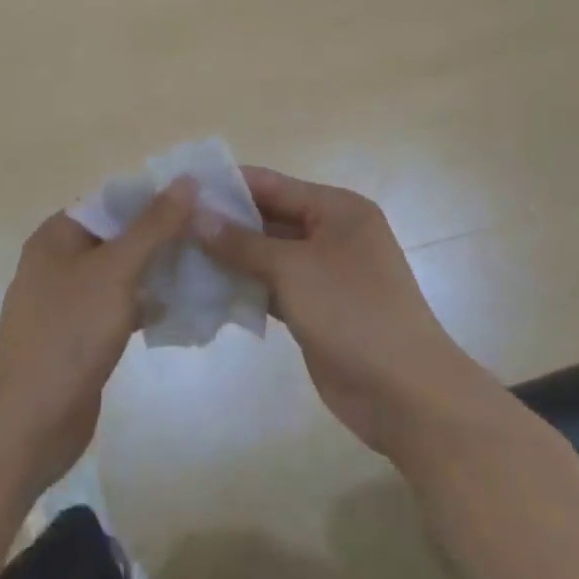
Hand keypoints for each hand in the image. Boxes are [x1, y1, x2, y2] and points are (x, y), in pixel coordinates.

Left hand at [0, 183, 194, 492]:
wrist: (28, 425)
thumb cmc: (68, 334)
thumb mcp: (115, 271)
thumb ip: (153, 226)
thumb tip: (186, 180)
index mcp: (58, 235)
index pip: (112, 200)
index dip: (154, 197)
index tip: (199, 199)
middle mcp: (61, 261)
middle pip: (119, 235)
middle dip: (162, 234)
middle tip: (210, 234)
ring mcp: (71, 301)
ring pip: (123, 272)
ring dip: (159, 269)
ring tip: (206, 264)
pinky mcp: (83, 336)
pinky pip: (121, 306)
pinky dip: (148, 303)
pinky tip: (184, 306)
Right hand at [195, 167, 504, 464]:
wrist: (406, 395)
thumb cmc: (353, 312)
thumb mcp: (293, 269)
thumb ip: (243, 243)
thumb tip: (197, 216)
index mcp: (337, 209)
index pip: (273, 184)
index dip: (229, 184)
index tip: (183, 186)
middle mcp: (332, 233)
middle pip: (270, 218)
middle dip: (226, 223)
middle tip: (173, 224)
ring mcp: (325, 273)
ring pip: (269, 255)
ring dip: (232, 257)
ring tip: (180, 253)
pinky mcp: (316, 308)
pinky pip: (274, 287)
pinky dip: (246, 287)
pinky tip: (208, 289)